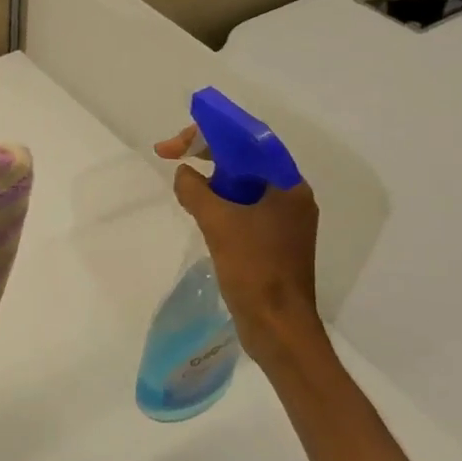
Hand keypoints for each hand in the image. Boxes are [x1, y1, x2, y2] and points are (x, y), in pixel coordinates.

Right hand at [154, 126, 323, 358]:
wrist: (277, 326)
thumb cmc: (254, 268)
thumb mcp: (217, 222)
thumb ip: (195, 190)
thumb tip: (184, 174)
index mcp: (288, 186)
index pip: (247, 141)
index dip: (208, 134)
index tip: (175, 144)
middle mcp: (290, 197)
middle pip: (245, 161)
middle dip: (207, 155)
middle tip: (171, 156)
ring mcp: (283, 221)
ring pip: (242, 185)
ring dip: (211, 181)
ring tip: (184, 188)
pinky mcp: (273, 242)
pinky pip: (244, 209)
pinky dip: (220, 204)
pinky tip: (200, 213)